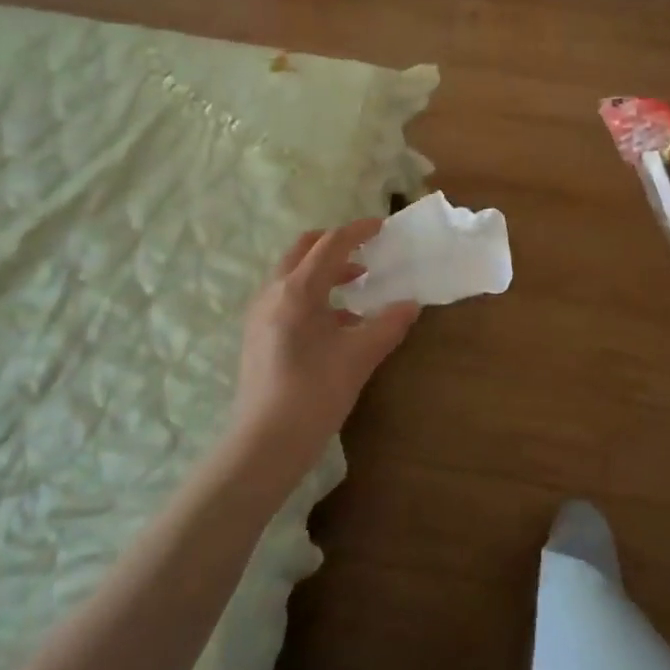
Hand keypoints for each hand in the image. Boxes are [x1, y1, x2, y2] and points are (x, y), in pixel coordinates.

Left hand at [227, 220, 419, 486]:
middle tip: (366, 250)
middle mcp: (273, 292)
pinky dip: (314, 294)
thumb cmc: (314, 392)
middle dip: (335, 244)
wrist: (266, 442)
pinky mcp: (258, 334)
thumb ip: (388, 324)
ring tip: (358, 284)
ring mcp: (260, 313)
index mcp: (297, 290)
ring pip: (293, 274)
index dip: (358, 231)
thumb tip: (411, 305)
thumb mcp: (359, 356)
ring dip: (325, 270)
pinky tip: (338, 321)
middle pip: (303, 250)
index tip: (382, 226)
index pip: (330, 245)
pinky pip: (287, 297)